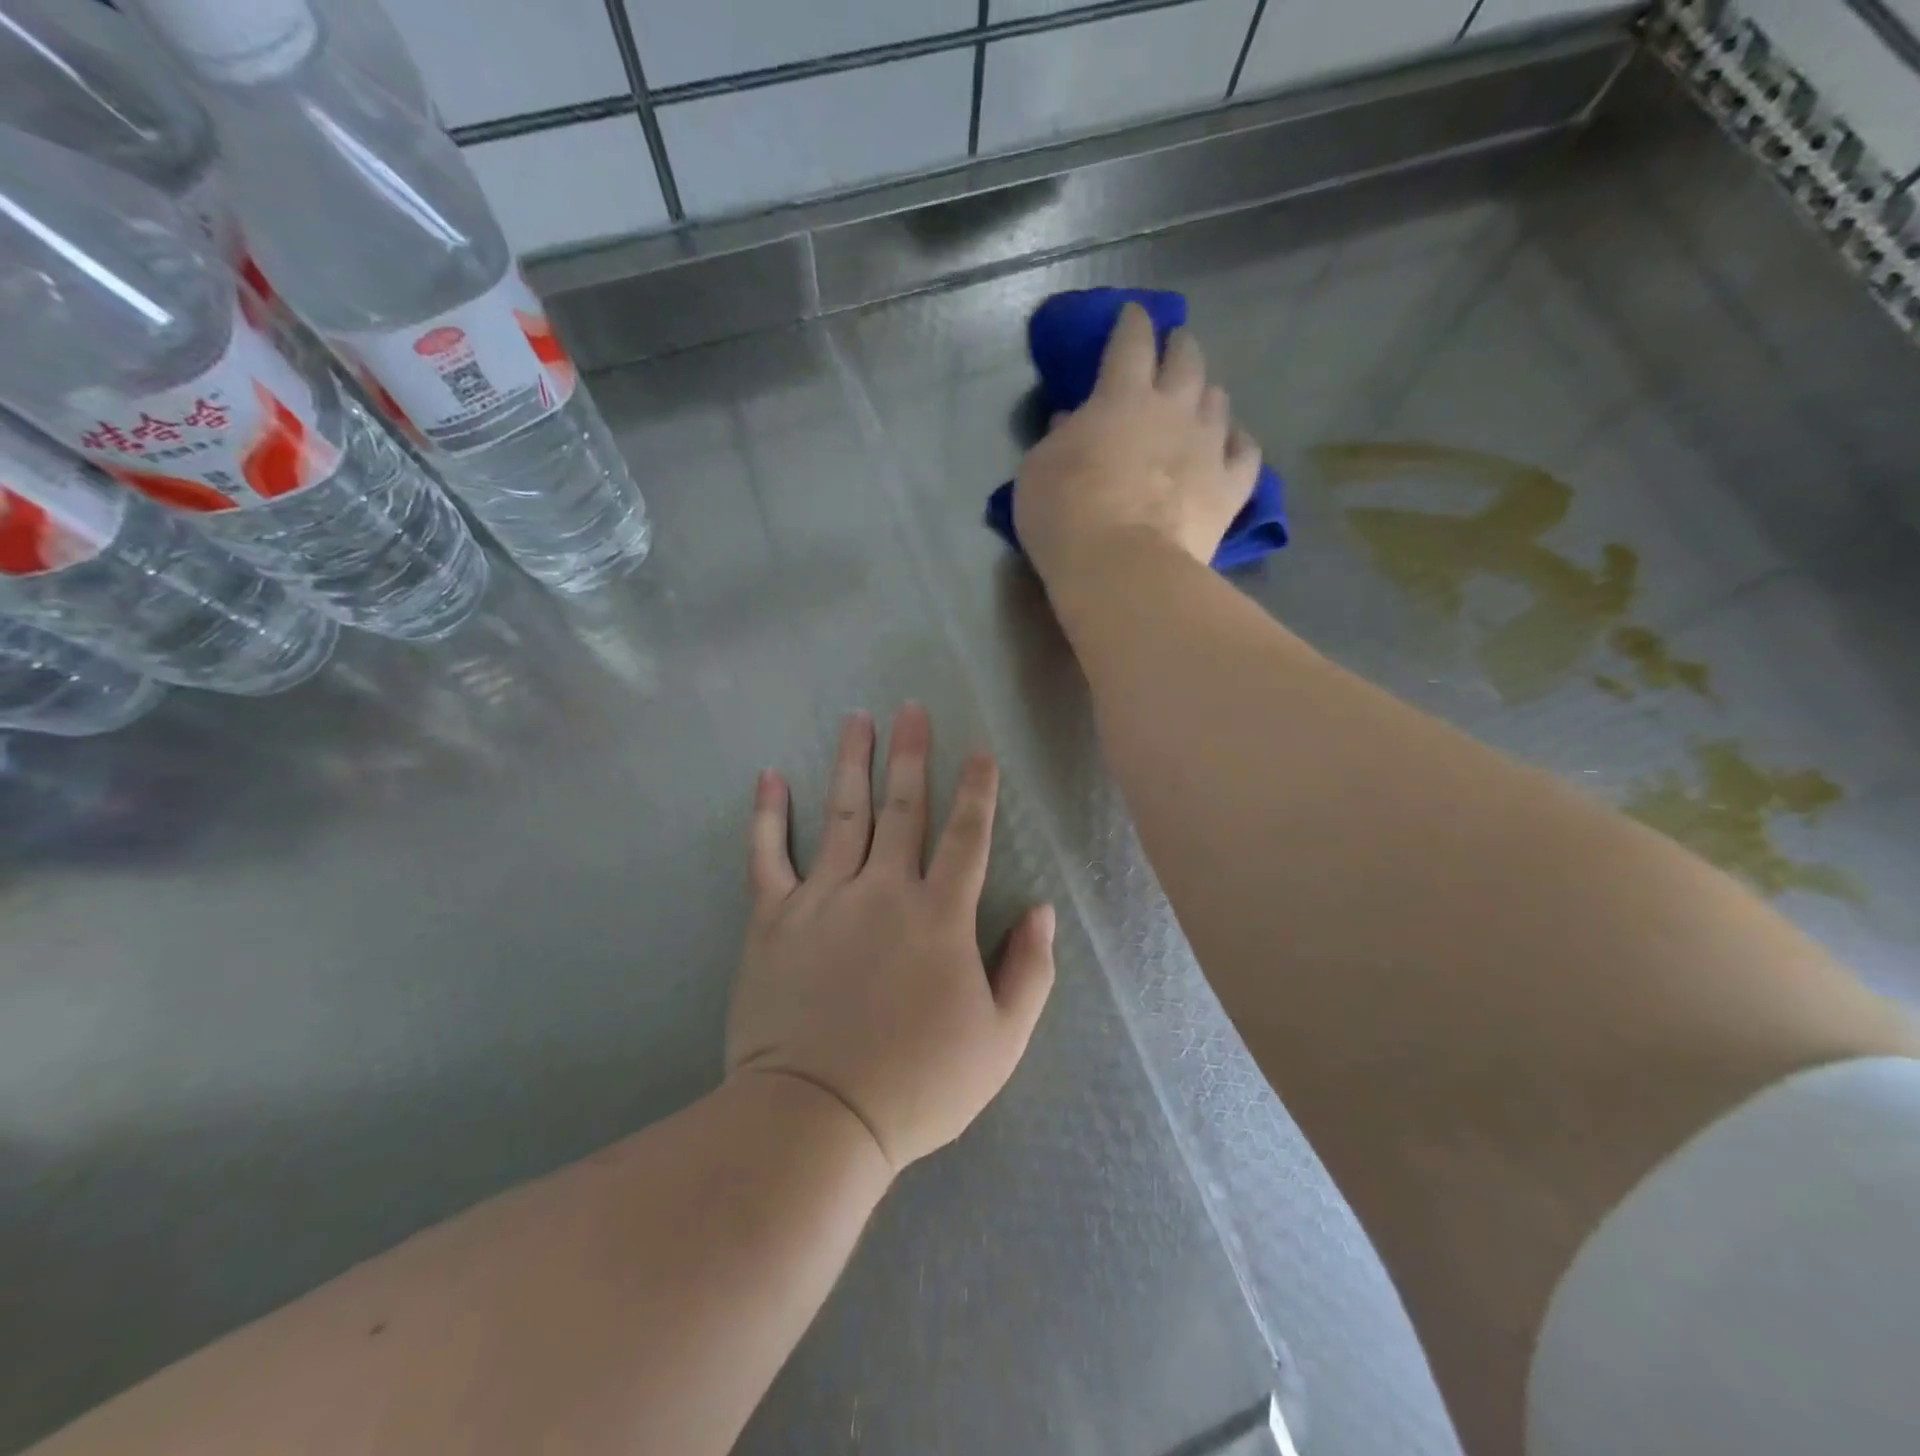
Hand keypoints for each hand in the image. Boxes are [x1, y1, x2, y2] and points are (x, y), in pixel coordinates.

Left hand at [726, 704, 1056, 1173]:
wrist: (818, 1119)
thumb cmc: (919, 1085)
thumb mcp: (1001, 1041)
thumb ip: (1030, 971)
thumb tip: (1041, 910)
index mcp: (940, 916)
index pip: (967, 836)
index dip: (977, 791)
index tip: (979, 751)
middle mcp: (883, 891)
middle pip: (902, 808)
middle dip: (911, 755)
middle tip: (911, 708)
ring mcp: (823, 899)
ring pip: (842, 814)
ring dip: (851, 762)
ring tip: (857, 719)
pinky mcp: (773, 919)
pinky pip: (767, 855)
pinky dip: (767, 815)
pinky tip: (769, 776)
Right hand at [1013, 302, 1262, 585]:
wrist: (1122, 569)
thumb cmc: (1066, 516)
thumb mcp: (1038, 471)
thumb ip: (1058, 438)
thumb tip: (1072, 420)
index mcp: (1122, 397)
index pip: (1131, 342)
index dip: (1133, 323)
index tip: (1133, 314)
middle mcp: (1173, 409)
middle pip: (1186, 359)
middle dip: (1179, 347)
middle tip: (1173, 348)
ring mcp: (1208, 446)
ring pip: (1218, 400)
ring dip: (1206, 394)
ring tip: (1198, 401)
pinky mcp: (1231, 487)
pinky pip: (1246, 452)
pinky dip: (1238, 442)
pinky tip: (1232, 444)